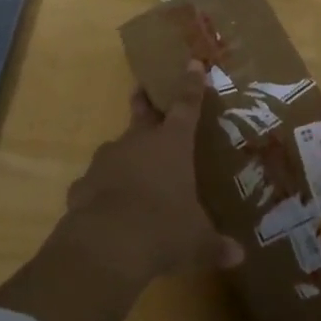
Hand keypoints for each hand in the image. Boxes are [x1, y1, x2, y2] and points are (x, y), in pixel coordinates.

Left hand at [61, 72, 242, 282]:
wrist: (107, 244)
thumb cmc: (163, 230)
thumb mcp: (197, 242)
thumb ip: (215, 245)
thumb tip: (238, 257)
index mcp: (173, 144)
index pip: (187, 106)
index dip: (192, 85)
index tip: (193, 63)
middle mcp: (139, 142)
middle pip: (143, 114)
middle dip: (145, 102)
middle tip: (142, 90)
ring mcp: (107, 159)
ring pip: (118, 148)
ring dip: (125, 155)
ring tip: (131, 172)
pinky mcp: (83, 183)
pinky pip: (95, 182)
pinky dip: (102, 189)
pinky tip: (106, 207)